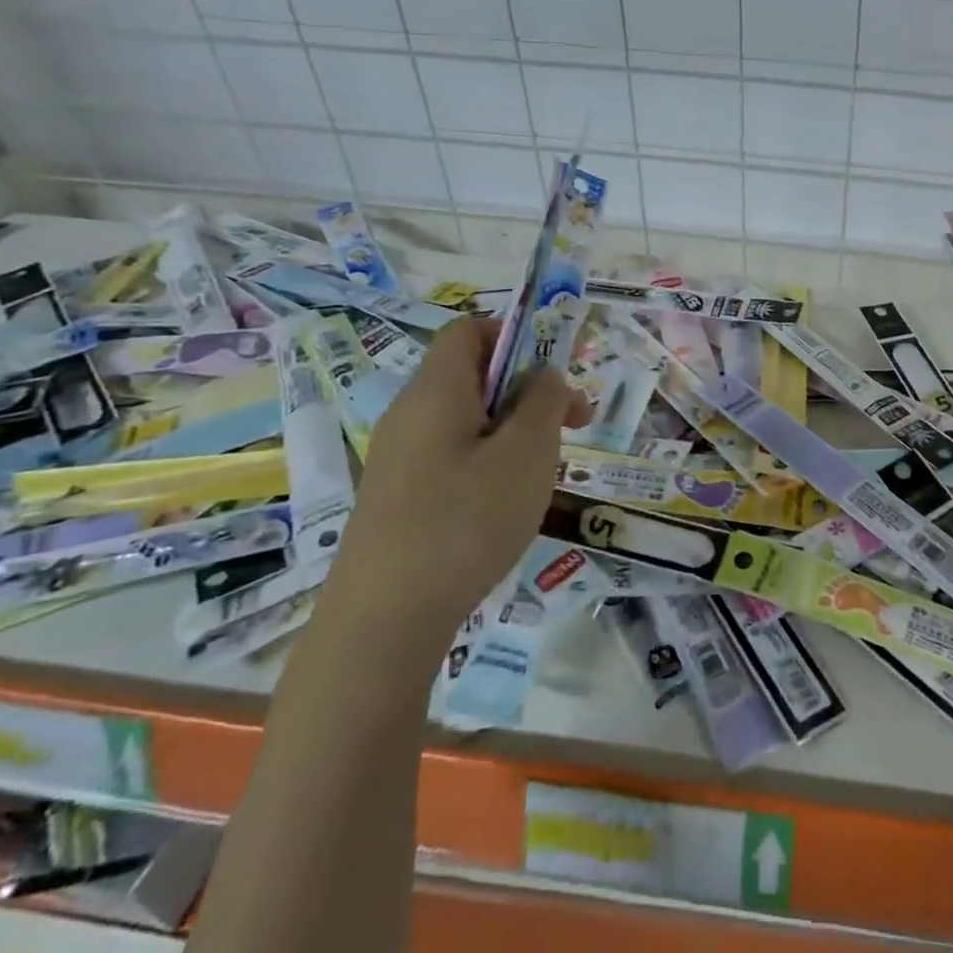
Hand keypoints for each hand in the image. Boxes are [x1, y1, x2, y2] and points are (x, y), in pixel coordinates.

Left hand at [334, 318, 590, 638]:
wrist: (382, 623)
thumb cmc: (465, 520)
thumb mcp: (527, 452)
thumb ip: (544, 400)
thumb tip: (544, 374)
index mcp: (436, 390)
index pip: (469, 330)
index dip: (516, 336)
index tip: (554, 375)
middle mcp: (411, 414)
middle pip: (473, 375)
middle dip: (528, 391)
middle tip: (570, 428)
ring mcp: (399, 458)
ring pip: (468, 420)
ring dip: (514, 431)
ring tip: (542, 473)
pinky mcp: (397, 497)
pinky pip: (452, 456)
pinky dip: (489, 463)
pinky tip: (505, 506)